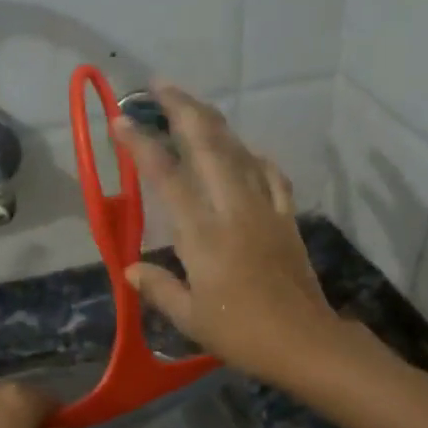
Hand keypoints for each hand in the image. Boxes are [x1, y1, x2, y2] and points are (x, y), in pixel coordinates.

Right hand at [113, 81, 344, 386]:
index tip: (122, 120)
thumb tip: (131, 269)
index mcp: (202, 233)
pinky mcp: (287, 217)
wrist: (304, 341)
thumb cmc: (242, 333)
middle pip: (207, 144)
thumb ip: (158, 288)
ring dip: (214, 123)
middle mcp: (233, 208)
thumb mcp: (189, 318)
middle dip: (182, 108)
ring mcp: (264, 208)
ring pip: (239, 150)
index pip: (167, 177)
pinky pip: (271, 175)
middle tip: (159, 86)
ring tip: (193, 107)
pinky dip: (255, 156)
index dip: (142, 145)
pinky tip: (246, 151)